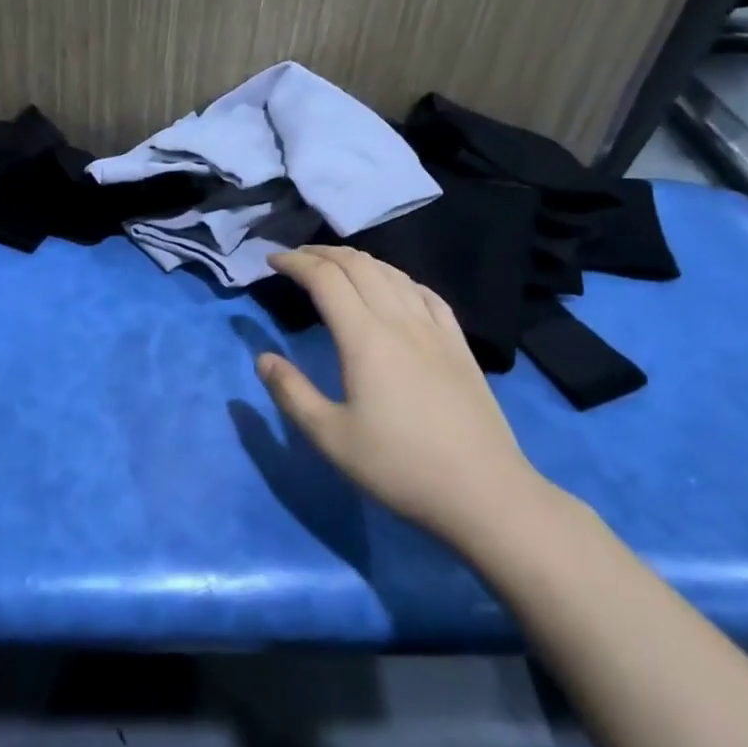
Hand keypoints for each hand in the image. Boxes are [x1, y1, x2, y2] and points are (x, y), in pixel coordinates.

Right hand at [256, 246, 549, 548]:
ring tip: (335, 265)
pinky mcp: (459, 344)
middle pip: (358, 265)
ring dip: (357, 260)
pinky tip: (394, 286)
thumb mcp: (331, 438)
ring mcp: (434, 329)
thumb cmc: (399, 467)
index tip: (271, 262)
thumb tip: (263, 358)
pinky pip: (425, 293)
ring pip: (392, 273)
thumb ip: (291, 393)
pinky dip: (398, 277)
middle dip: (321, 254)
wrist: (484, 492)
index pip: (325, 279)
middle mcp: (399, 320)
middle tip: (295, 259)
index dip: (295, 263)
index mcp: (364, 338)